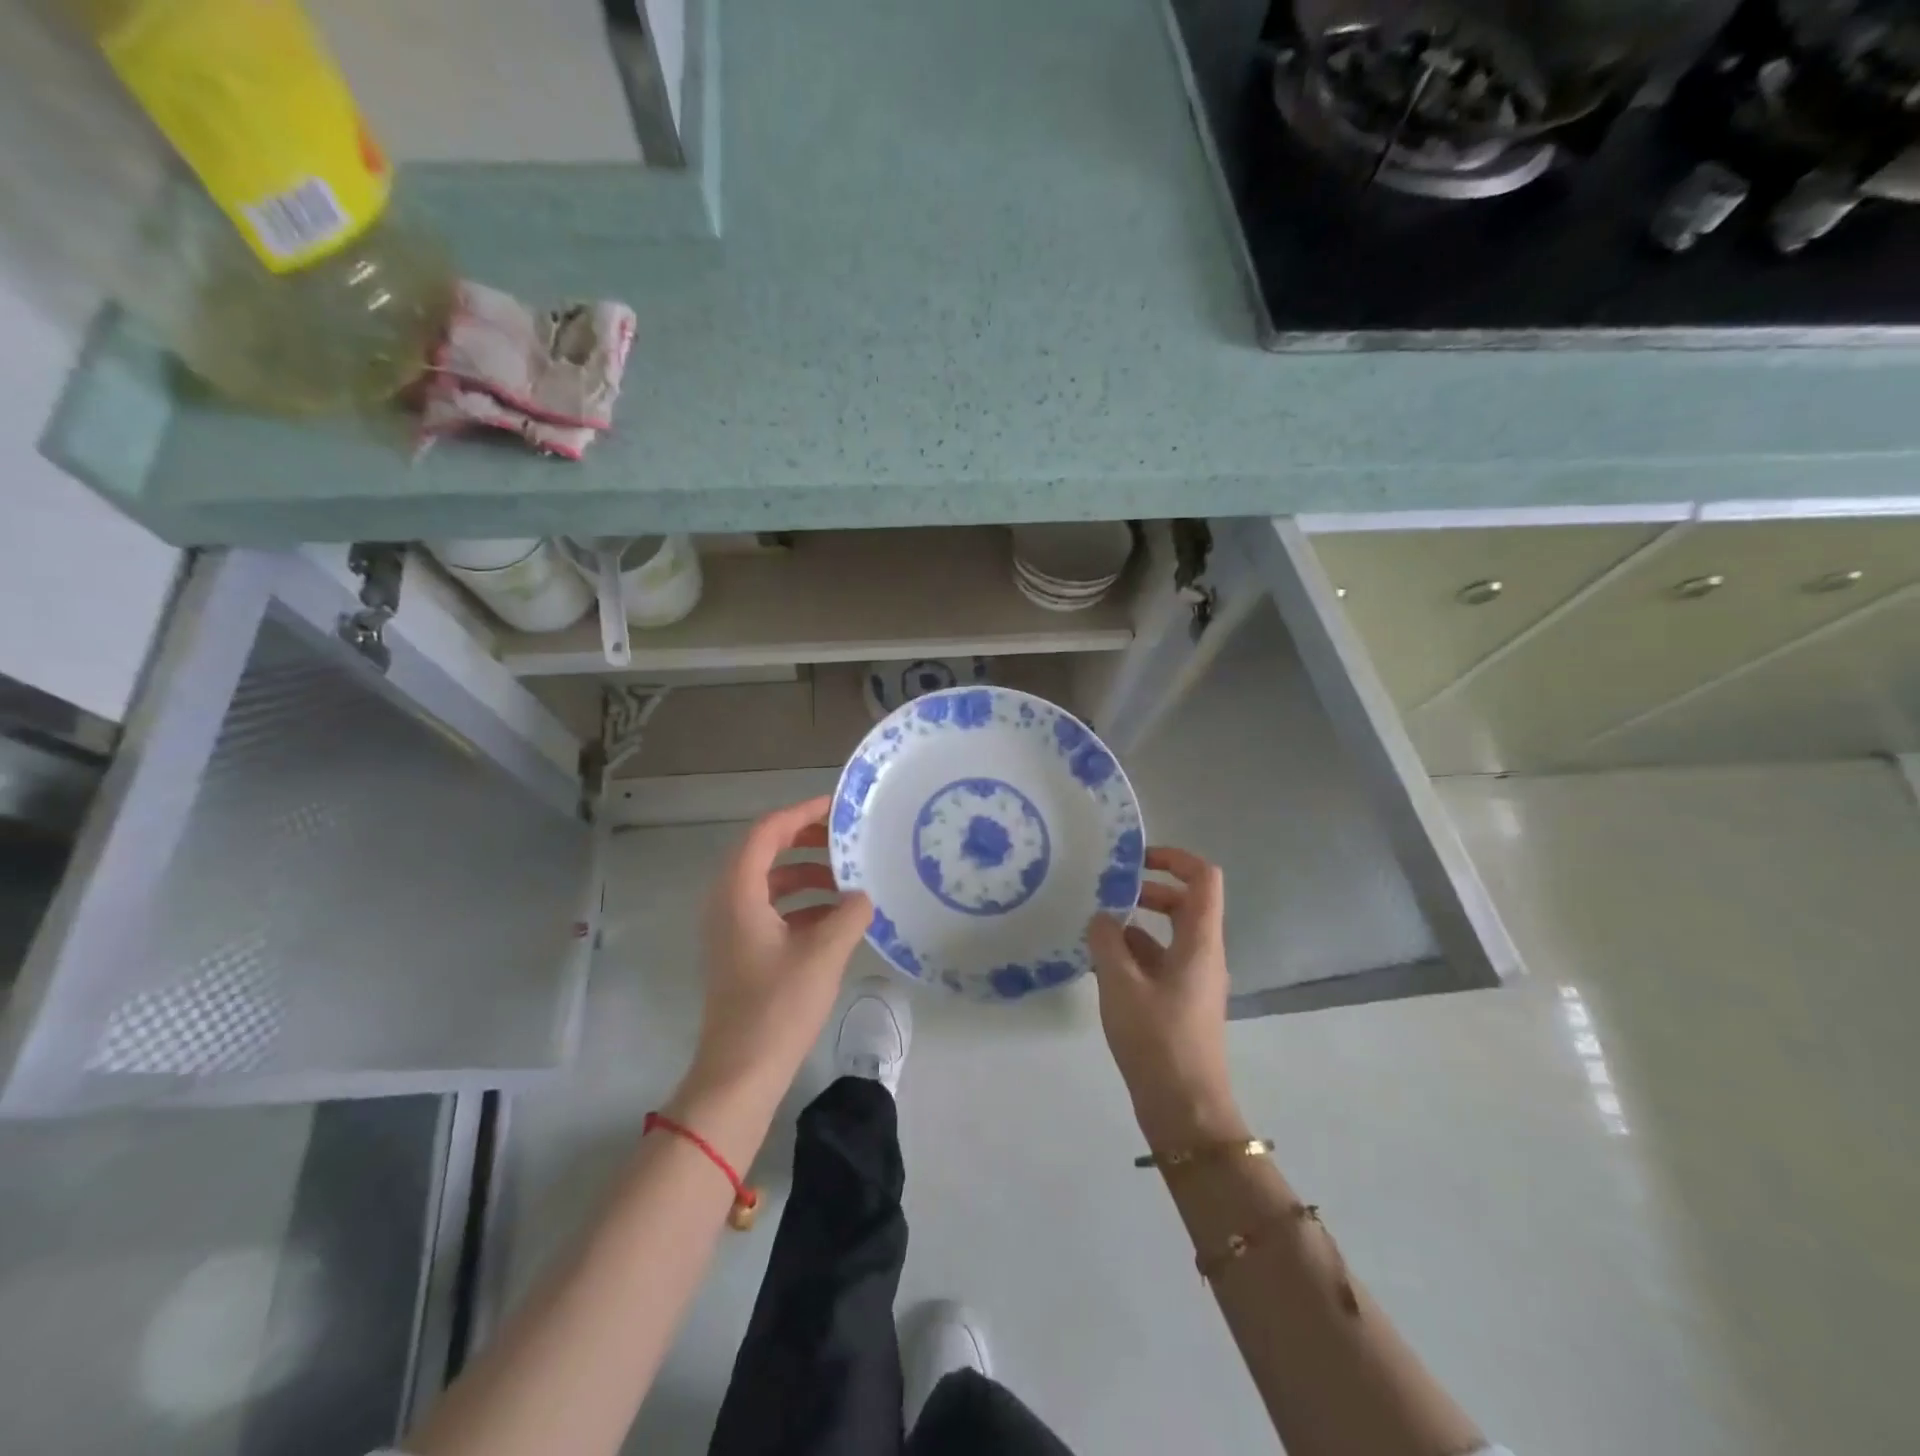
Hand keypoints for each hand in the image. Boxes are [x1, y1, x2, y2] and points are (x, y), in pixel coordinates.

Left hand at [679, 797, 872, 1119]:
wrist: (740, 1073)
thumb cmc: (778, 1007)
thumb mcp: (824, 954)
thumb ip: (849, 914)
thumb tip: (863, 896)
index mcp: (738, 892)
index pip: (767, 831)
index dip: (802, 813)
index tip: (837, 809)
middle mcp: (728, 901)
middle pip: (765, 851)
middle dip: (806, 841)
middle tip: (845, 840)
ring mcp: (730, 927)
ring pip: (769, 882)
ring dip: (806, 874)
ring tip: (847, 879)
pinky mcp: (740, 950)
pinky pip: (770, 908)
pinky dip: (801, 903)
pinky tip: (836, 917)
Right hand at [1087, 847, 1245, 1150]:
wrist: (1185, 1110)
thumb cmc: (1157, 1039)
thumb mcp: (1120, 984)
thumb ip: (1107, 942)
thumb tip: (1101, 917)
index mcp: (1200, 942)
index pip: (1203, 878)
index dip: (1174, 858)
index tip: (1137, 860)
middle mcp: (1204, 954)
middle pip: (1185, 903)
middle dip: (1148, 891)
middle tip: (1109, 894)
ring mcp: (1194, 980)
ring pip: (1169, 935)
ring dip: (1136, 925)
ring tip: (1095, 930)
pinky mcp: (1182, 1003)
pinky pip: (1160, 962)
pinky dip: (1134, 954)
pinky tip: (1101, 965)